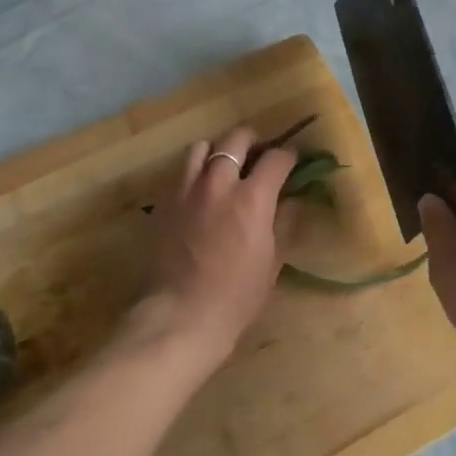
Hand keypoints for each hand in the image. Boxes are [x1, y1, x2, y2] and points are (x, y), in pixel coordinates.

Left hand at [142, 126, 296, 362]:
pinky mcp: (163, 202)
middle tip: (260, 154)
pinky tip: (201, 191)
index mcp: (252, 198)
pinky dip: (195, 171)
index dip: (288, 156)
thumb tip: (292, 200)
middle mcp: (218, 183)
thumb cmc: (236, 296)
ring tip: (225, 166)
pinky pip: (181, 171)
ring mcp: (186, 189)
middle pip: (236, 139)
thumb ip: (284, 223)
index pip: (276, 158)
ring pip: (202, 147)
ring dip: (219, 150)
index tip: (292, 161)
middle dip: (254, 141)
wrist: (179, 316)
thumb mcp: (272, 262)